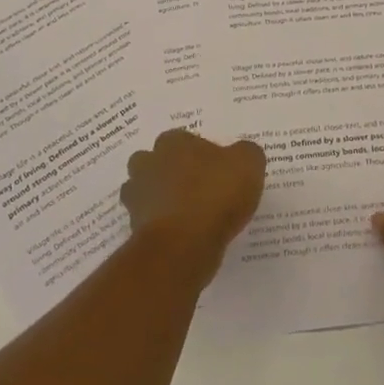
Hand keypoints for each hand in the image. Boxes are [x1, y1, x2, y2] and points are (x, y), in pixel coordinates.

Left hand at [121, 129, 266, 283]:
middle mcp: (148, 164)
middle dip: (170, 171)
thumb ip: (246, 152)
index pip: (182, 139)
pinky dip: (162, 227)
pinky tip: (184, 237)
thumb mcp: (248, 164)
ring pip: (146, 192)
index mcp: (173, 142)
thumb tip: (241, 154)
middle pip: (155, 162)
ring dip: (161, 200)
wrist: (183, 246)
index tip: (216, 168)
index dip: (199, 153)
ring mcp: (137, 197)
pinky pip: (149, 223)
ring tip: (189, 215)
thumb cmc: (215, 195)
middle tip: (197, 187)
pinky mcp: (134, 229)